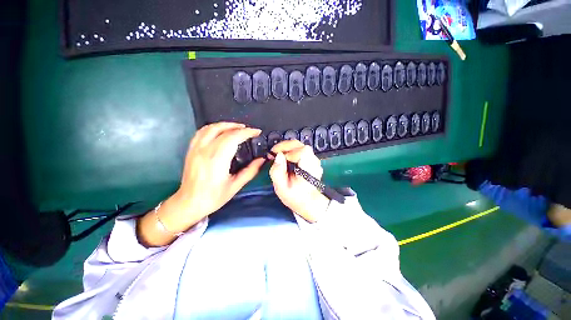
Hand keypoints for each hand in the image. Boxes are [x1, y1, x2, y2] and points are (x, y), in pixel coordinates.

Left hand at [138, 122, 264, 246]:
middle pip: (223, 130)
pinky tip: (220, 131)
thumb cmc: (213, 197)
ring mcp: (196, 148)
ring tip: (237, 128)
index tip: (256, 132)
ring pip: (211, 127)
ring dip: (226, 124)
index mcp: (217, 160)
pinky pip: (202, 132)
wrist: (189, 203)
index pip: (233, 137)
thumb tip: (262, 160)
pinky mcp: (191, 149)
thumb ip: (250, 171)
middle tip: (249, 130)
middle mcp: (205, 150)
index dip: (247, 132)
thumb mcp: (235, 186)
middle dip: (239, 127)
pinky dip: (213, 127)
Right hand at [269, 140, 329, 222]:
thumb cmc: (295, 197)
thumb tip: (278, 156)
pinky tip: (285, 158)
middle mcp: (314, 162)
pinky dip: (291, 151)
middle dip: (285, 146)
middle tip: (274, 152)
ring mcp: (314, 160)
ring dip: (287, 148)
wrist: (309, 203)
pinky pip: (300, 151)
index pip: (301, 151)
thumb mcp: (281, 188)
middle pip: (300, 145)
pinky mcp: (311, 160)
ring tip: (278, 155)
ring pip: (300, 146)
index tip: (276, 156)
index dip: (287, 151)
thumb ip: (277, 171)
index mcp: (309, 168)